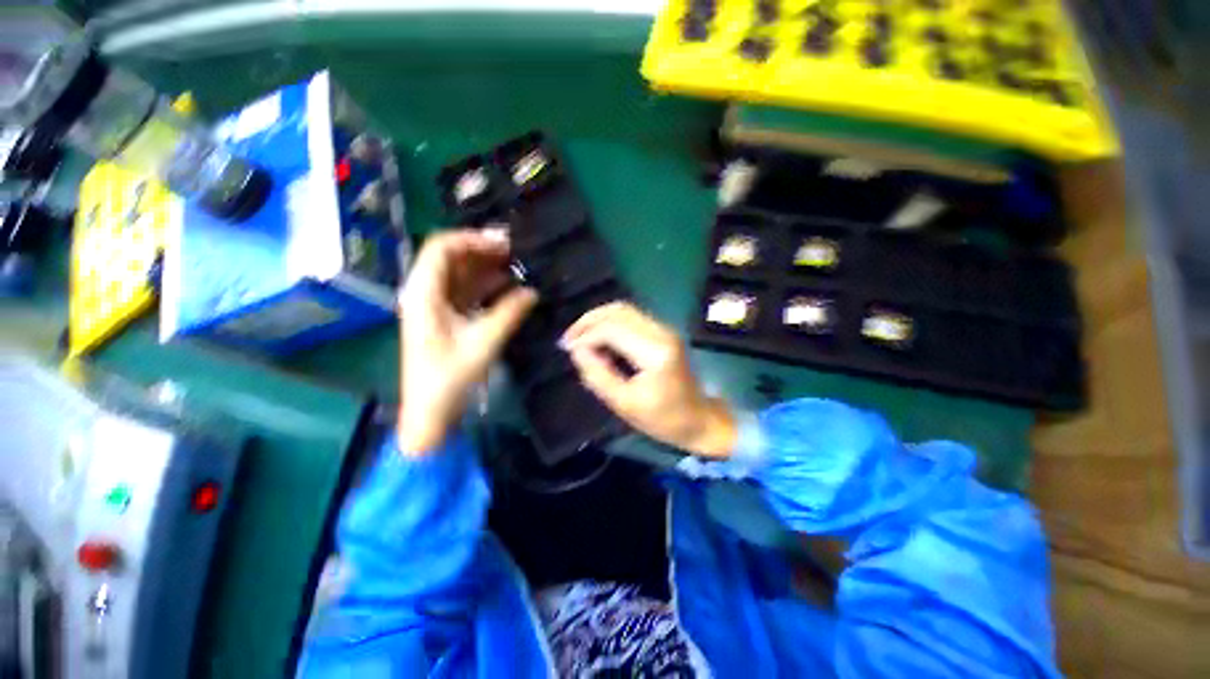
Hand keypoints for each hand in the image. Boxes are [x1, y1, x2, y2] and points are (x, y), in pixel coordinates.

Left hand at [397, 228, 537, 455]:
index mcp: (424, 293)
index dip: (472, 239)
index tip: (503, 243)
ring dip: (486, 268)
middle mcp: (425, 293)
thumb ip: (509, 313)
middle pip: (451, 259)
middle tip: (514, 251)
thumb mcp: (483, 342)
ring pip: (460, 275)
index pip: (442, 248)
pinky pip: (466, 292)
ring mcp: (434, 306)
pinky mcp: (445, 318)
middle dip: (482, 251)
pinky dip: (485, 287)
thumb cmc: (450, 377)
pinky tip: (508, 287)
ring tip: (516, 265)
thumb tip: (532, 291)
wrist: (430, 412)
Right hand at [561, 302, 736, 457]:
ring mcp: (664, 329)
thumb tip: (576, 350)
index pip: (612, 330)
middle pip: (618, 311)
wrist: (698, 419)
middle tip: (568, 338)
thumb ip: (597, 375)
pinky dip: (610, 323)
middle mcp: (661, 332)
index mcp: (654, 352)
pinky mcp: (663, 332)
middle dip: (588, 321)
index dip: (585, 336)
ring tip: (579, 336)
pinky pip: (631, 318)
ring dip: (598, 319)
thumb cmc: (662, 419)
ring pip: (624, 310)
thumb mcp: (624, 404)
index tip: (567, 349)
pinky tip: (598, 337)